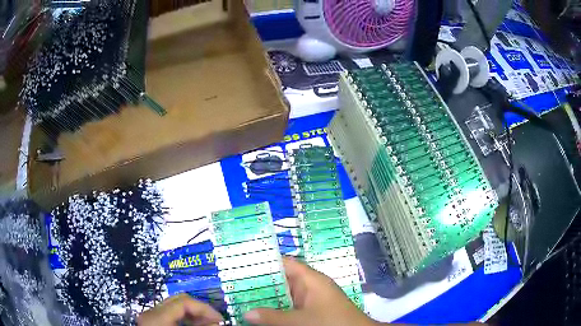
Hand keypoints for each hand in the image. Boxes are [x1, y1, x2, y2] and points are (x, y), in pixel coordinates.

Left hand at [137, 293, 222, 325]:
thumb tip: (217, 322)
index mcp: (157, 316)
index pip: (184, 302)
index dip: (205, 308)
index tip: (220, 319)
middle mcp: (151, 311)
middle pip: (179, 300)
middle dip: (199, 309)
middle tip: (215, 321)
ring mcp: (150, 316)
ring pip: (175, 306)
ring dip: (193, 314)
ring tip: (206, 325)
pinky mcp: (152, 321)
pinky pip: (170, 314)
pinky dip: (184, 318)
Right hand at [243, 257, 377, 325]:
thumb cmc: (332, 322)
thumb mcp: (301, 320)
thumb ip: (274, 317)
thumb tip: (247, 313)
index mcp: (311, 280)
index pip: (285, 263)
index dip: (264, 262)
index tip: (242, 265)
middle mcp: (309, 288)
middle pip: (280, 281)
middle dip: (259, 284)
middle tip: (234, 285)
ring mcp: (310, 301)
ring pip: (283, 297)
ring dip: (266, 299)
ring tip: (240, 298)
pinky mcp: (311, 313)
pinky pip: (289, 308)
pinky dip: (276, 310)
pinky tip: (260, 314)